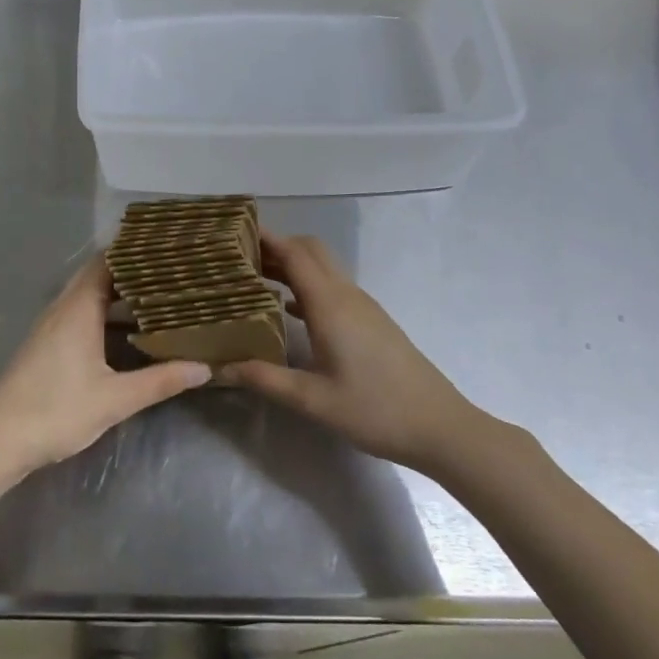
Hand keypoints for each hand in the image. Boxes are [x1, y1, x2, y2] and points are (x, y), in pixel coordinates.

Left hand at [0, 258, 209, 481]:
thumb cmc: (56, 411)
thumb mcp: (115, 399)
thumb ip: (160, 381)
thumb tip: (204, 368)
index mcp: (78, 308)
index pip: (106, 261)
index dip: (134, 251)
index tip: (166, 247)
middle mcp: (63, 308)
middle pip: (98, 276)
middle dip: (131, 272)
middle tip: (171, 271)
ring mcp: (51, 327)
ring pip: (88, 297)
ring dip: (118, 294)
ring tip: (158, 296)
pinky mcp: (46, 345)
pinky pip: (80, 314)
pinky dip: (104, 314)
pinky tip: (126, 331)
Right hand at [224, 233, 477, 470]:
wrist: (439, 425)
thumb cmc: (375, 410)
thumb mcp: (312, 400)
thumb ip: (265, 379)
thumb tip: (219, 368)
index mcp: (330, 304)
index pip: (294, 253)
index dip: (265, 238)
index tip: (235, 232)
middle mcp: (347, 295)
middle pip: (310, 251)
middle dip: (276, 246)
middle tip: (240, 258)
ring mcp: (363, 307)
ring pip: (323, 268)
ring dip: (292, 265)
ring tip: (254, 279)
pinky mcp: (371, 321)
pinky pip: (333, 288)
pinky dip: (307, 286)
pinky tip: (287, 309)